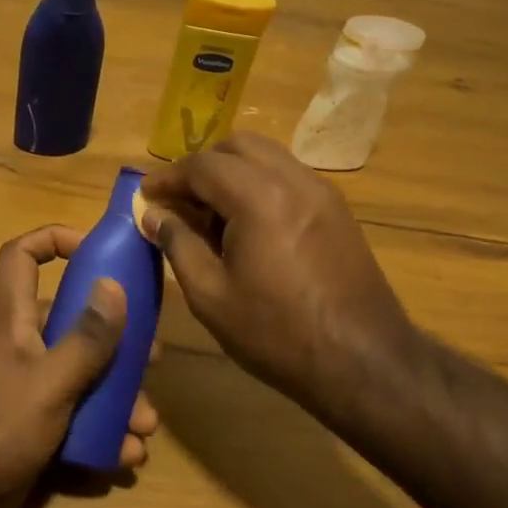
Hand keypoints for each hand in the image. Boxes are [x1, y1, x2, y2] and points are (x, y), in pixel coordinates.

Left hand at [0, 225, 156, 507]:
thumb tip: (115, 284)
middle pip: (73, 323)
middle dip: (117, 340)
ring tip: (146, 423)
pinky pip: (79, 417)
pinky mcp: (37, 426)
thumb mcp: (50, 382)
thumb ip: (86, 338)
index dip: (52, 240)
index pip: (20, 258)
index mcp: (15, 322)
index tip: (95, 249)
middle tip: (151, 357)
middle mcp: (24, 347)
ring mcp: (30, 389)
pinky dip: (105, 432)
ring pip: (85, 376)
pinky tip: (127, 453)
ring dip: (120, 397)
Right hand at [140, 133, 416, 426]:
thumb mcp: (211, 295)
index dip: (168, 178)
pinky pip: (290, 177)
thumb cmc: (276, 333)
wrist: (362, 360)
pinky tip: (249, 225)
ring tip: (212, 214)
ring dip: (233, 172)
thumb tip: (154, 215)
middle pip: (238, 146)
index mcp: (258, 197)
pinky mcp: (337, 210)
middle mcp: (293, 180)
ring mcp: (322, 192)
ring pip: (267, 157)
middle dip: (202, 166)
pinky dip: (261, 184)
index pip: (202, 166)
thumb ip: (178, 245)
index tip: (146, 195)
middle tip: (179, 200)